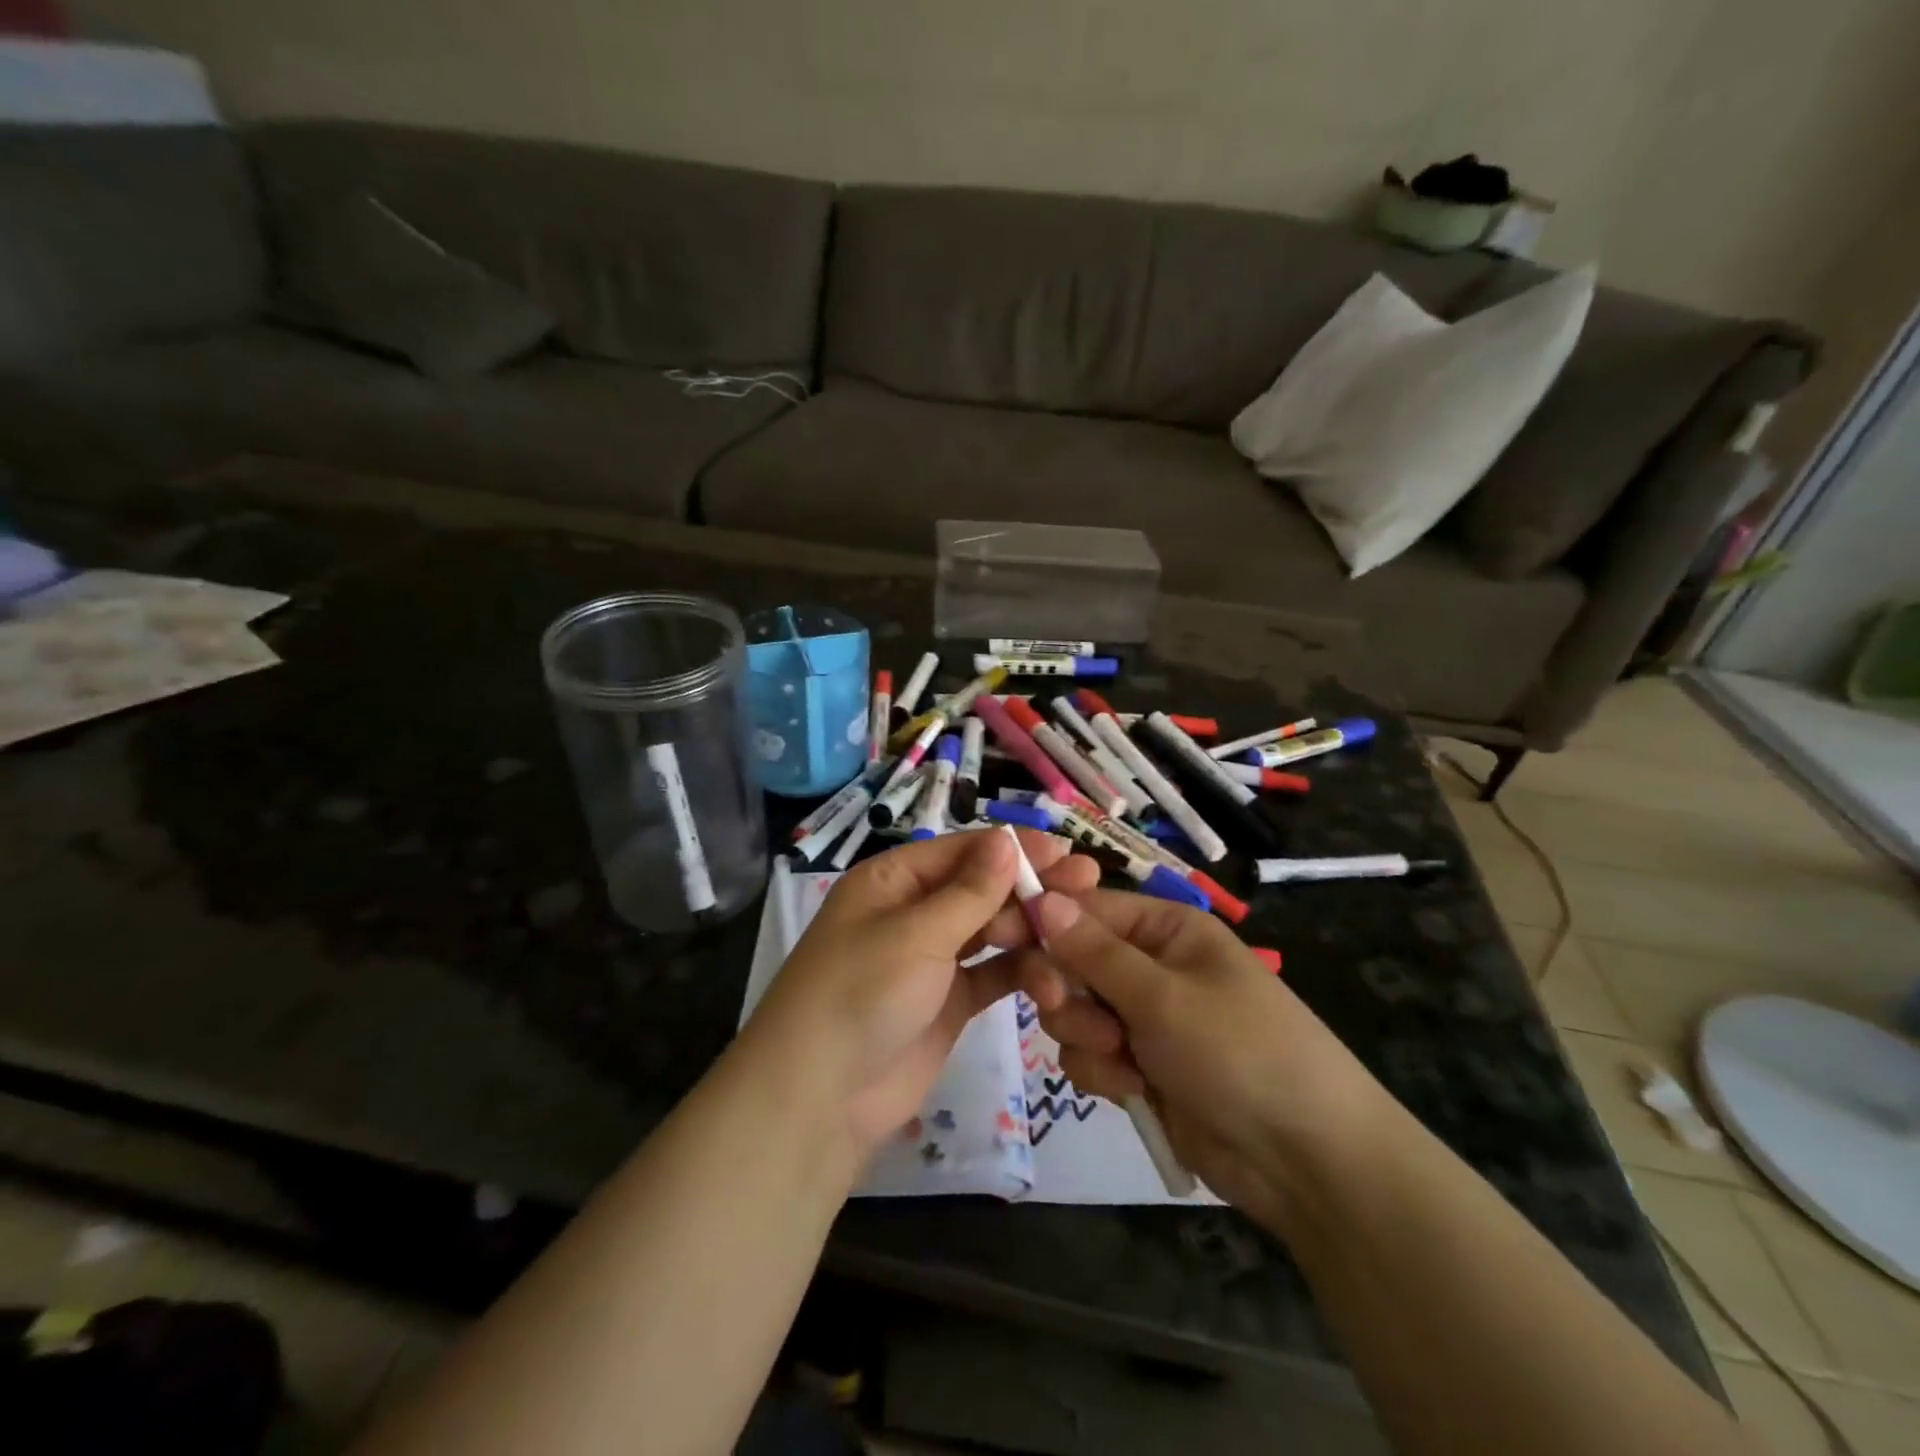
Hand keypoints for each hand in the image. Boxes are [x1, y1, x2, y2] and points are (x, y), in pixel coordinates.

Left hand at [741, 829, 1098, 1153]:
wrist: (819, 1099)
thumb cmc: (861, 993)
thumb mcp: (916, 933)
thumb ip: (970, 891)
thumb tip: (1007, 839)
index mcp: (893, 881)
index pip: (961, 850)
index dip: (1013, 848)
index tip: (1064, 851)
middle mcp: (912, 912)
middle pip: (981, 887)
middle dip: (1029, 886)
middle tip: (1087, 883)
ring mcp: (932, 959)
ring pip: (991, 930)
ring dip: (1030, 930)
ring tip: (1074, 932)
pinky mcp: (949, 1002)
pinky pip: (992, 975)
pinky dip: (1021, 972)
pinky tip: (1055, 974)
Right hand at [1004, 891, 1390, 1221]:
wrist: (1305, 1162)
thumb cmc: (1240, 1052)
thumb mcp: (1162, 996)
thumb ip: (1093, 951)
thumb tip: (1040, 897)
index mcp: (1166, 929)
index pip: (1087, 907)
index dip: (1040, 918)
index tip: (996, 934)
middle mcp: (1152, 966)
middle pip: (1073, 960)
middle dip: (1066, 989)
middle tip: (1063, 1006)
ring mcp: (1146, 1019)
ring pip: (1076, 1011)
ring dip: (1086, 1035)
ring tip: (1122, 1060)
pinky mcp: (1141, 1067)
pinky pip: (1091, 1054)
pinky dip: (1103, 1072)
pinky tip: (1134, 1090)